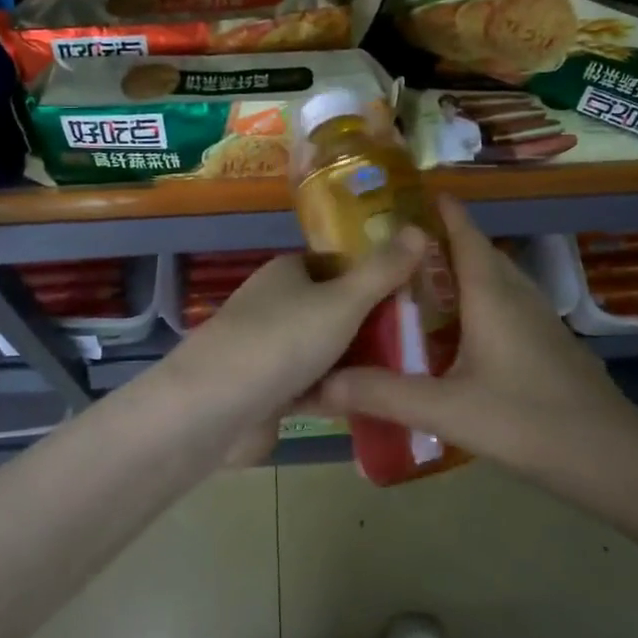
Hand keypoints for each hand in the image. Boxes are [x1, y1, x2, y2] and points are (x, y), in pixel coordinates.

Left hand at [164, 228, 427, 436]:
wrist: (214, 408)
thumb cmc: (281, 340)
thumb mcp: (342, 301)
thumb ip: (382, 271)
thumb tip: (420, 228)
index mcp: (287, 272)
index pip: (338, 264)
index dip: (374, 275)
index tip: (417, 291)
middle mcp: (275, 305)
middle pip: (334, 310)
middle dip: (372, 325)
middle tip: (424, 338)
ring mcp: (268, 350)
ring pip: (325, 351)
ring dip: (356, 363)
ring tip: (410, 374)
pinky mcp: (265, 391)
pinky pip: (312, 386)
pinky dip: (335, 394)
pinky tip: (373, 404)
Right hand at [309, 198, 637, 479]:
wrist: (613, 459)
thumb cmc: (528, 420)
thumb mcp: (446, 409)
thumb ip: (382, 394)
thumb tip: (317, 383)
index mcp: (491, 291)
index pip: (462, 229)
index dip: (435, 207)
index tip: (398, 195)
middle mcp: (516, 293)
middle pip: (474, 250)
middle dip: (435, 241)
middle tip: (386, 248)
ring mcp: (537, 318)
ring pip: (491, 279)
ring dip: (456, 272)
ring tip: (411, 285)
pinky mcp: (547, 343)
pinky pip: (502, 305)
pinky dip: (473, 302)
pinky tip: (452, 335)